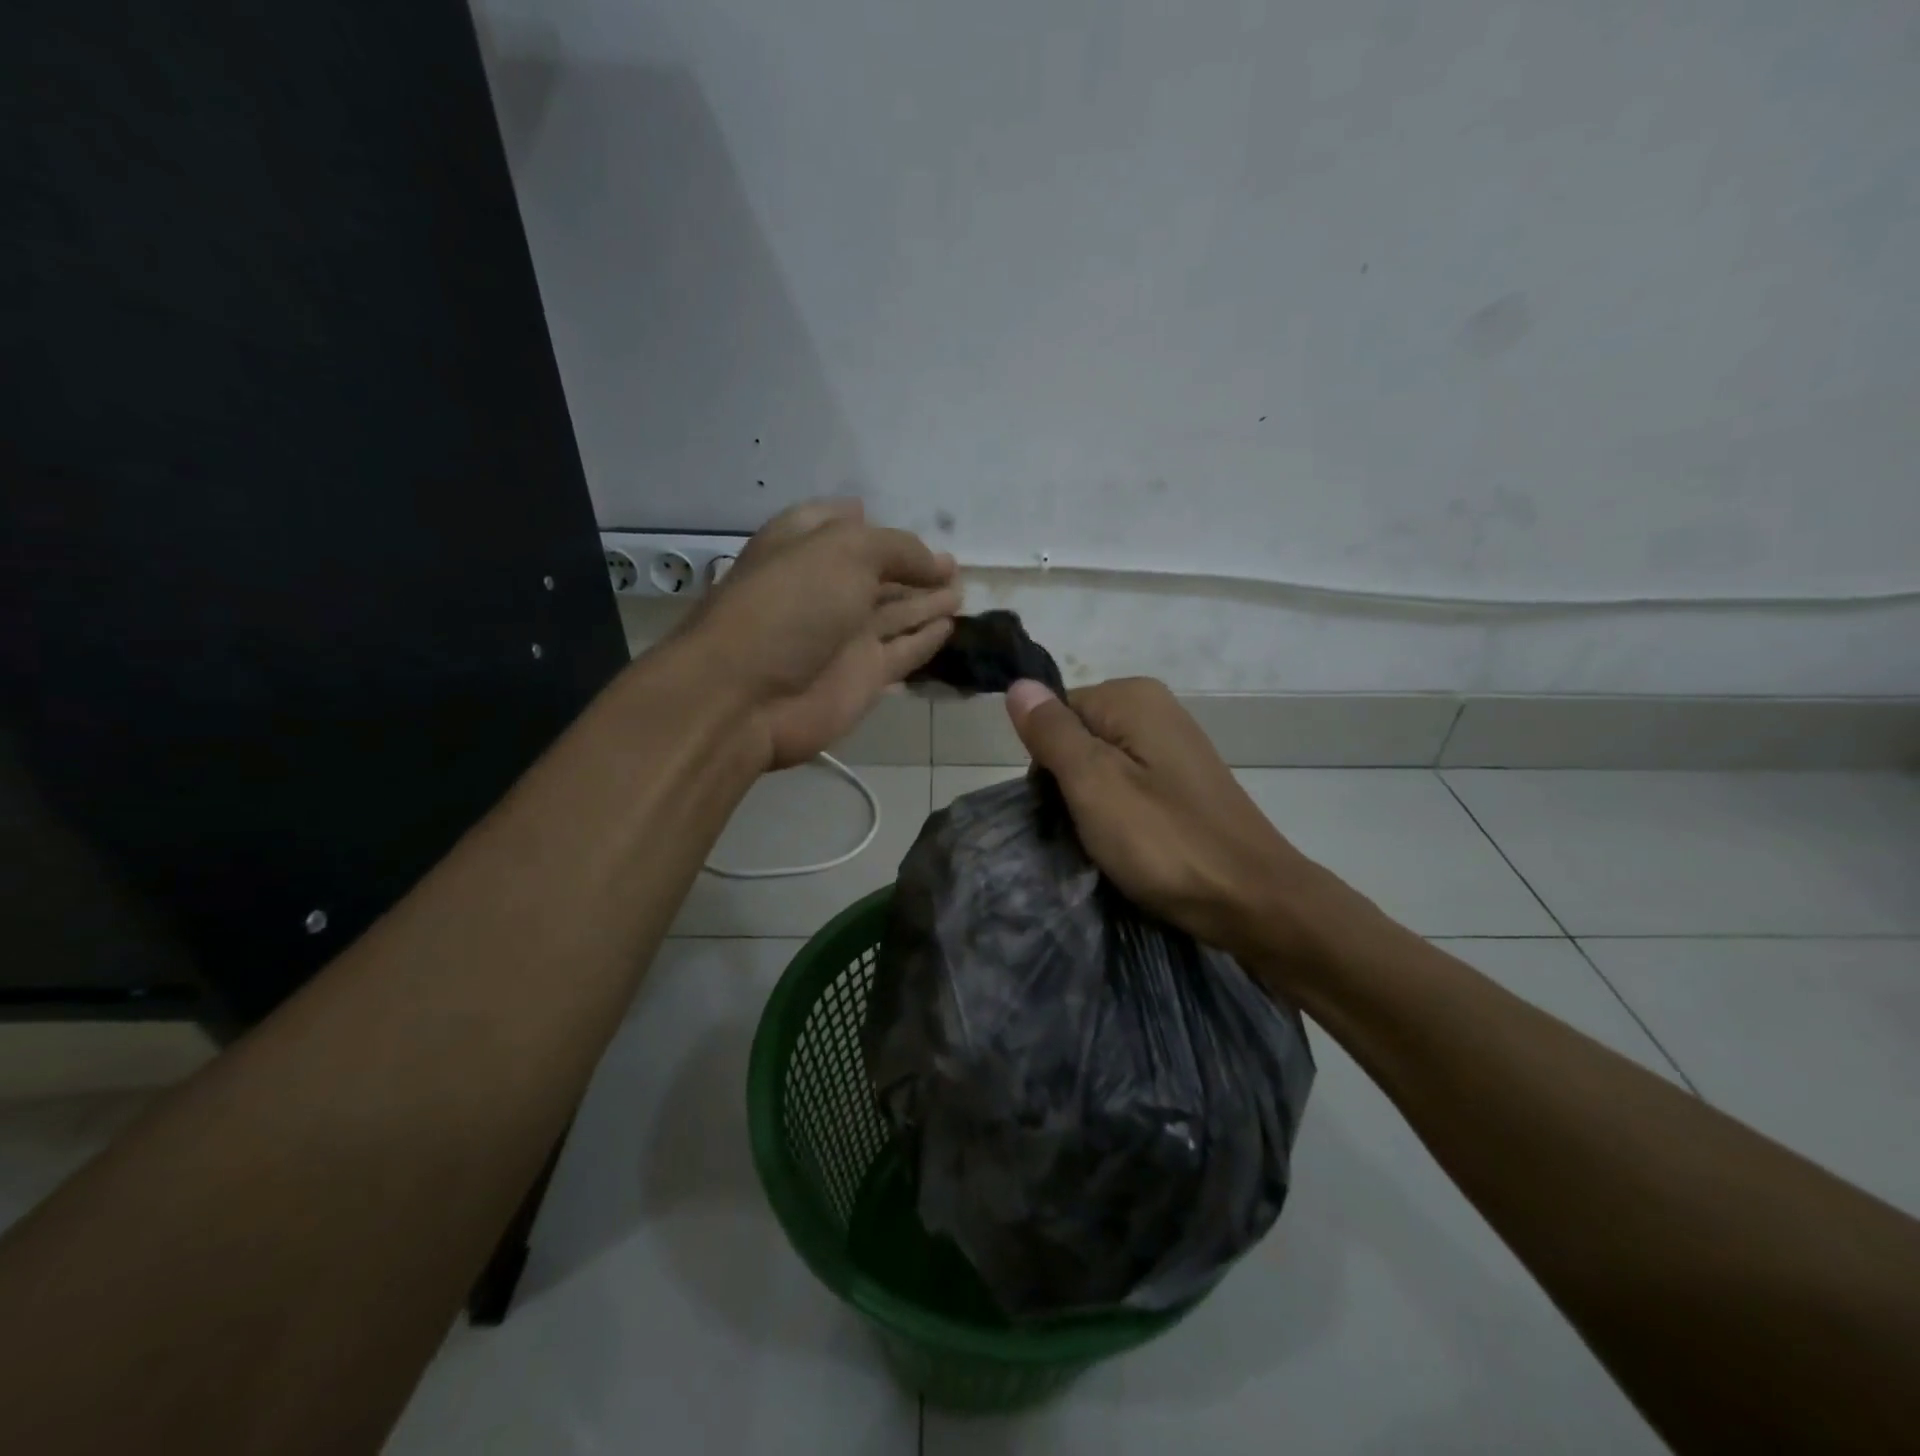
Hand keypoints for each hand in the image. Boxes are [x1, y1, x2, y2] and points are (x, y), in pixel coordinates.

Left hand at [691, 500, 958, 768]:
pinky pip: (903, 652)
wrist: (747, 696)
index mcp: (804, 546)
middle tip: (953, 565)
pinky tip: (950, 627)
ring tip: (962, 590)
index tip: (899, 521)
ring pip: (896, 613)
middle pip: (877, 573)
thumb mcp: (845, 551)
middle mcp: (825, 588)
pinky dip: (926, 639)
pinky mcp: (863, 676)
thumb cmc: (789, 605)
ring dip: (927, 601)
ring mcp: (845, 636)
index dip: (869, 522)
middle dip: (913, 567)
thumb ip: (899, 550)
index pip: (839, 525)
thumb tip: (940, 564)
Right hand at [1006, 676, 1339, 964]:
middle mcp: (1156, 708)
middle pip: (1078, 738)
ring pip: (1102, 766)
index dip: (1047, 763)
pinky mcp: (1184, 781)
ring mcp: (1174, 745)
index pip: (1054, 715)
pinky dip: (1121, 813)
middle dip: (1070, 784)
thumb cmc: (1165, 841)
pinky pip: (1130, 785)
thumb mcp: (1094, 784)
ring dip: (1093, 804)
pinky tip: (1131, 843)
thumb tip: (1017, 684)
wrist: (1252, 899)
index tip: (1062, 807)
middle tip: (1085, 829)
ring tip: (1108, 842)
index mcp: (1132, 697)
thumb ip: (1052, 733)